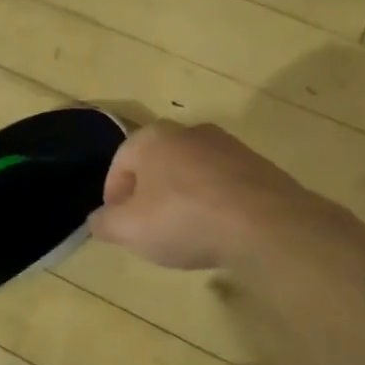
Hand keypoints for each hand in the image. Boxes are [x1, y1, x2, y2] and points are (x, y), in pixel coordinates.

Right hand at [88, 122, 307, 270]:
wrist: (266, 225)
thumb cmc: (184, 219)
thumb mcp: (128, 230)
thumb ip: (104, 222)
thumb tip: (99, 219)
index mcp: (153, 137)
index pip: (120, 163)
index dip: (113, 196)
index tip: (119, 226)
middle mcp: (190, 131)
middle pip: (157, 165)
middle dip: (148, 195)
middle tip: (149, 229)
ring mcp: (229, 146)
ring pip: (191, 174)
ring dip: (182, 199)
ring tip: (185, 233)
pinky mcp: (259, 167)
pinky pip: (223, 186)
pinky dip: (214, 204)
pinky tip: (217, 231)